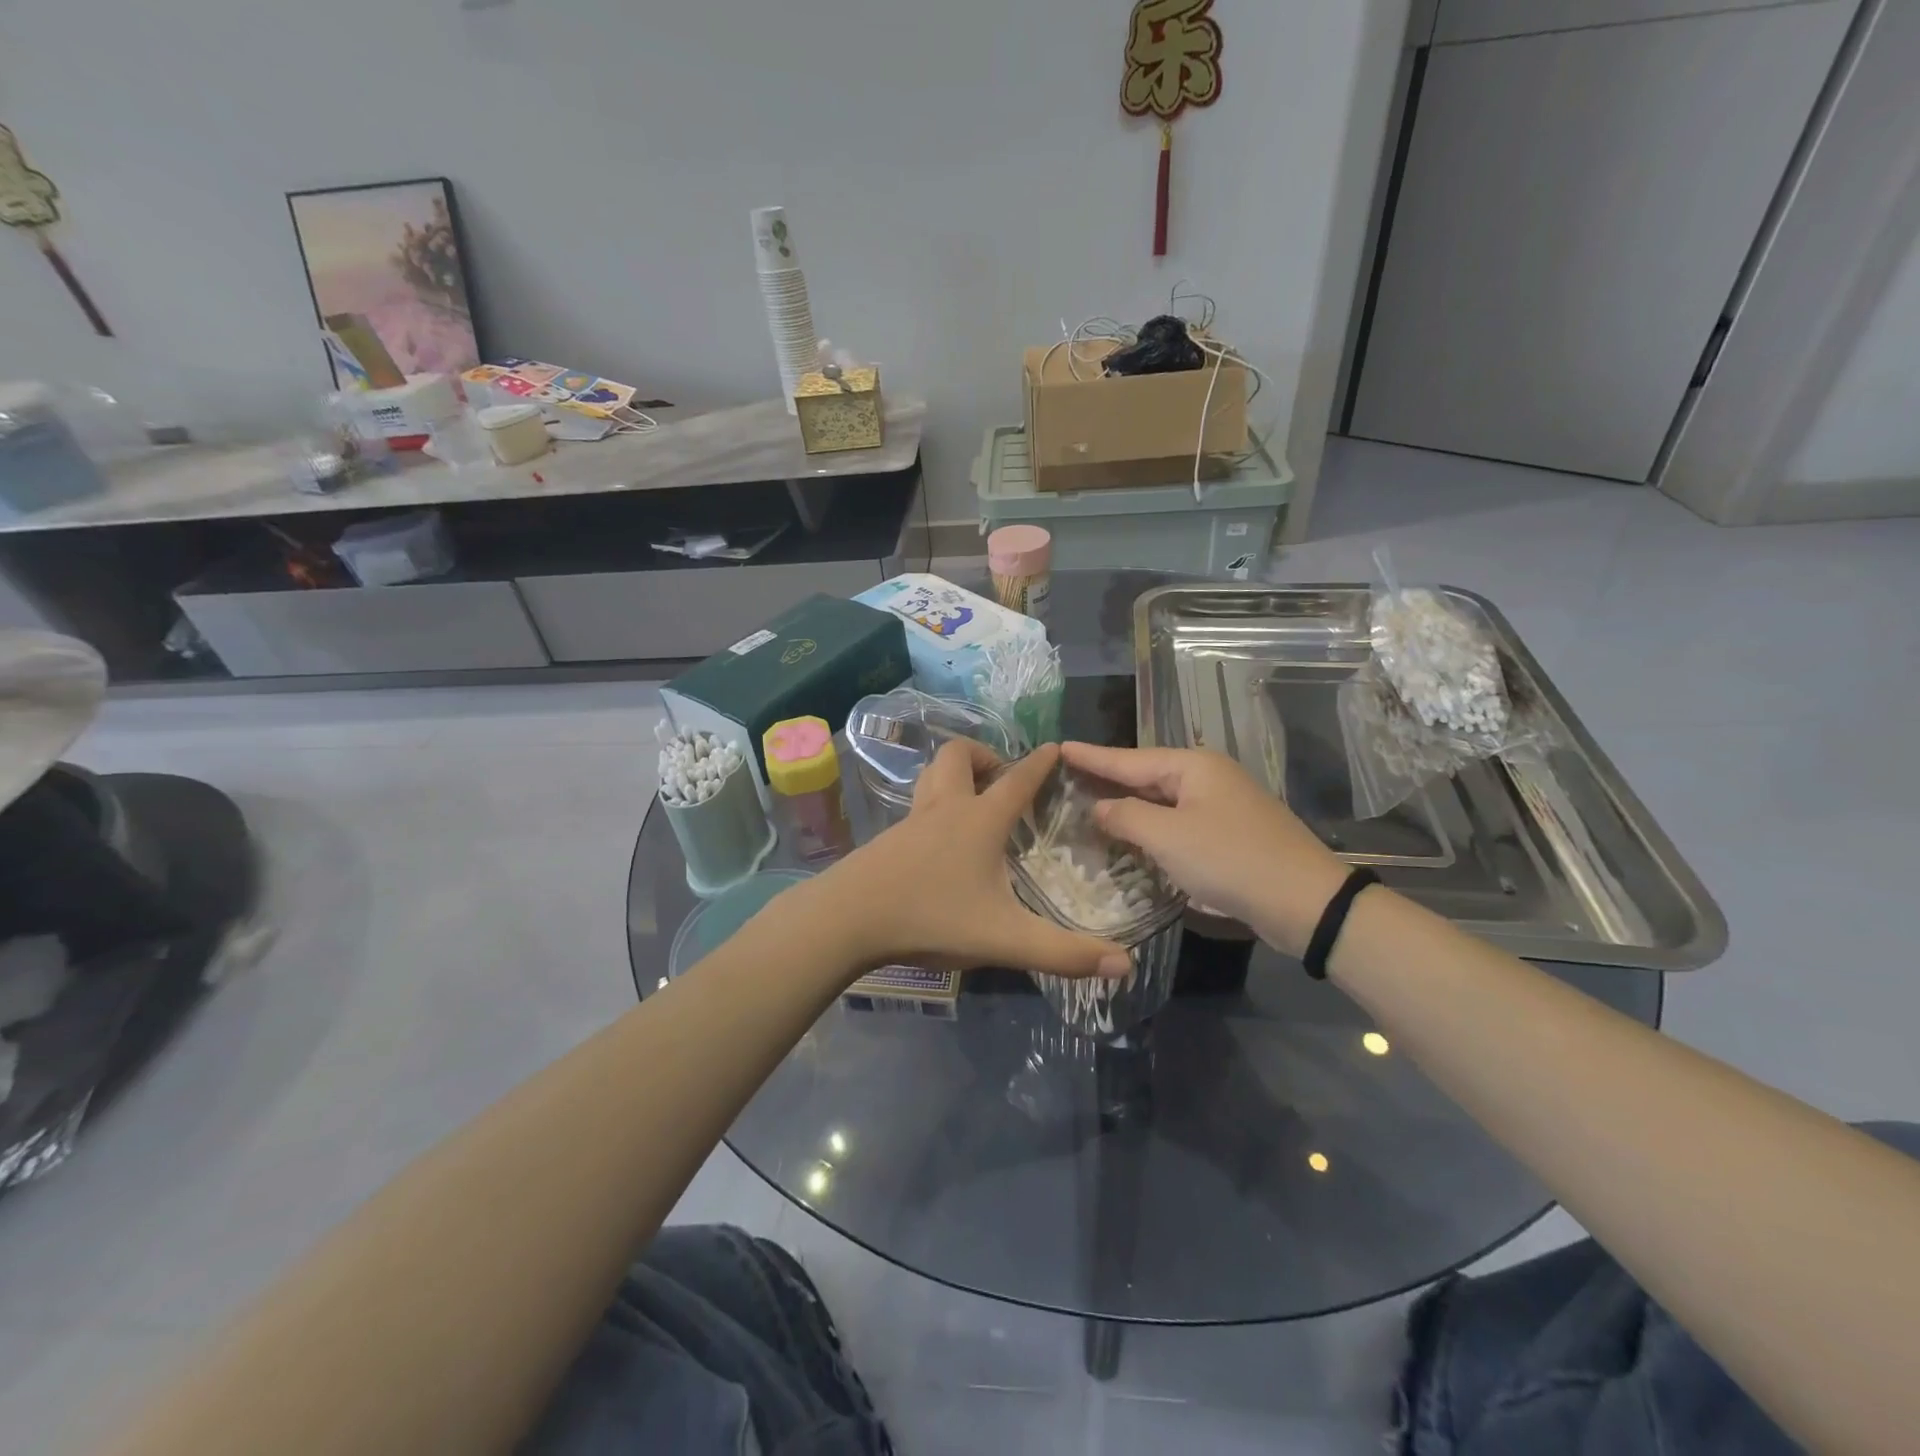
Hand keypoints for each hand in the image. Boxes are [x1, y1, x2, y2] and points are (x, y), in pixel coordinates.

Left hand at [817, 742, 1131, 980]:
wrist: (848, 919)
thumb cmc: (931, 917)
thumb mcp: (1004, 939)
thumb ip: (1064, 953)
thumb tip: (1125, 966)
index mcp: (979, 820)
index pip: (1017, 780)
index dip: (1039, 763)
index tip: (1054, 747)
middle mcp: (944, 809)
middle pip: (958, 756)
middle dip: (983, 755)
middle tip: (1001, 779)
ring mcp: (910, 822)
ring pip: (931, 777)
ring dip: (953, 776)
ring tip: (972, 801)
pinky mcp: (887, 840)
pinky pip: (916, 807)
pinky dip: (934, 806)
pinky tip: (938, 842)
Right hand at [1060, 742, 1349, 957]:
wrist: (1304, 901)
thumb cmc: (1230, 860)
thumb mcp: (1168, 837)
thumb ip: (1126, 817)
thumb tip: (1099, 808)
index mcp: (1193, 766)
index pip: (1129, 758)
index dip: (1091, 756)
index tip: (1059, 748)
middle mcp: (1207, 777)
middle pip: (1146, 775)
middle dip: (1108, 779)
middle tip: (1067, 779)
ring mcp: (1221, 805)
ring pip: (1162, 800)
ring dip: (1128, 806)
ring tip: (1089, 805)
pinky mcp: (1229, 833)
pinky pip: (1177, 822)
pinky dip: (1151, 828)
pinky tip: (1131, 836)